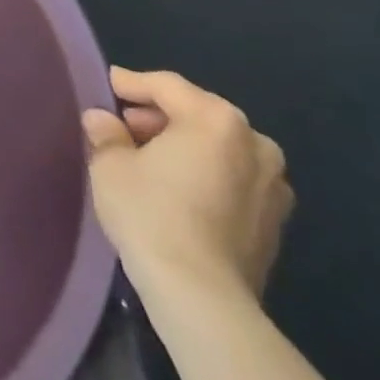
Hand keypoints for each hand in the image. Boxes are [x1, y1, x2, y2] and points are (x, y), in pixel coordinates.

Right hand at [83, 67, 293, 305]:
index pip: (167, 86)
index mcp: (216, 119)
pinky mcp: (276, 222)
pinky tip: (178, 192)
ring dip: (185, 147)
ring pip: (219, 148)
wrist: (202, 296)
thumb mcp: (110, 165)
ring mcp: (273, 184)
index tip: (108, 86)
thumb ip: (107, 134)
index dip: (132, 83)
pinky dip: (206, 175)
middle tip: (124, 127)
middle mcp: (255, 143)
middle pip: (198, 113)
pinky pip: (233, 180)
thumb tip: (103, 121)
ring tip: (150, 160)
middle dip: (160, 117)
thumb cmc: (151, 214)